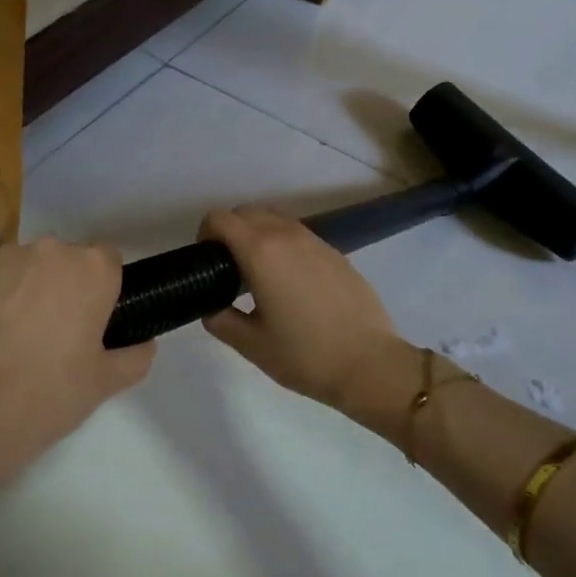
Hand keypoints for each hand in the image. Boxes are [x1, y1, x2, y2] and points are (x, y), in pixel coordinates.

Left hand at [0, 238, 154, 482]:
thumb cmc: (47, 394)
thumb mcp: (104, 384)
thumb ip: (135, 356)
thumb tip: (145, 343)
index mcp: (92, 270)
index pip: (108, 263)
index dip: (101, 291)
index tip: (90, 323)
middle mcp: (50, 250)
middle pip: (64, 261)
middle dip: (61, 287)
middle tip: (51, 334)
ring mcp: (2, 256)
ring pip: (23, 266)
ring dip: (23, 289)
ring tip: (8, 337)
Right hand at [199, 207, 407, 412]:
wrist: (370, 364)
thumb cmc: (305, 355)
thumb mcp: (251, 345)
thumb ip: (220, 319)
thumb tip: (211, 306)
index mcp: (261, 252)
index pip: (220, 218)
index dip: (204, 234)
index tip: (205, 262)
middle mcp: (287, 235)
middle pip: (247, 212)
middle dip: (229, 231)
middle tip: (227, 269)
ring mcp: (316, 241)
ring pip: (274, 219)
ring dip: (257, 235)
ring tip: (257, 275)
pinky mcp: (335, 253)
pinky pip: (298, 235)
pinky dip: (282, 245)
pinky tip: (289, 283)